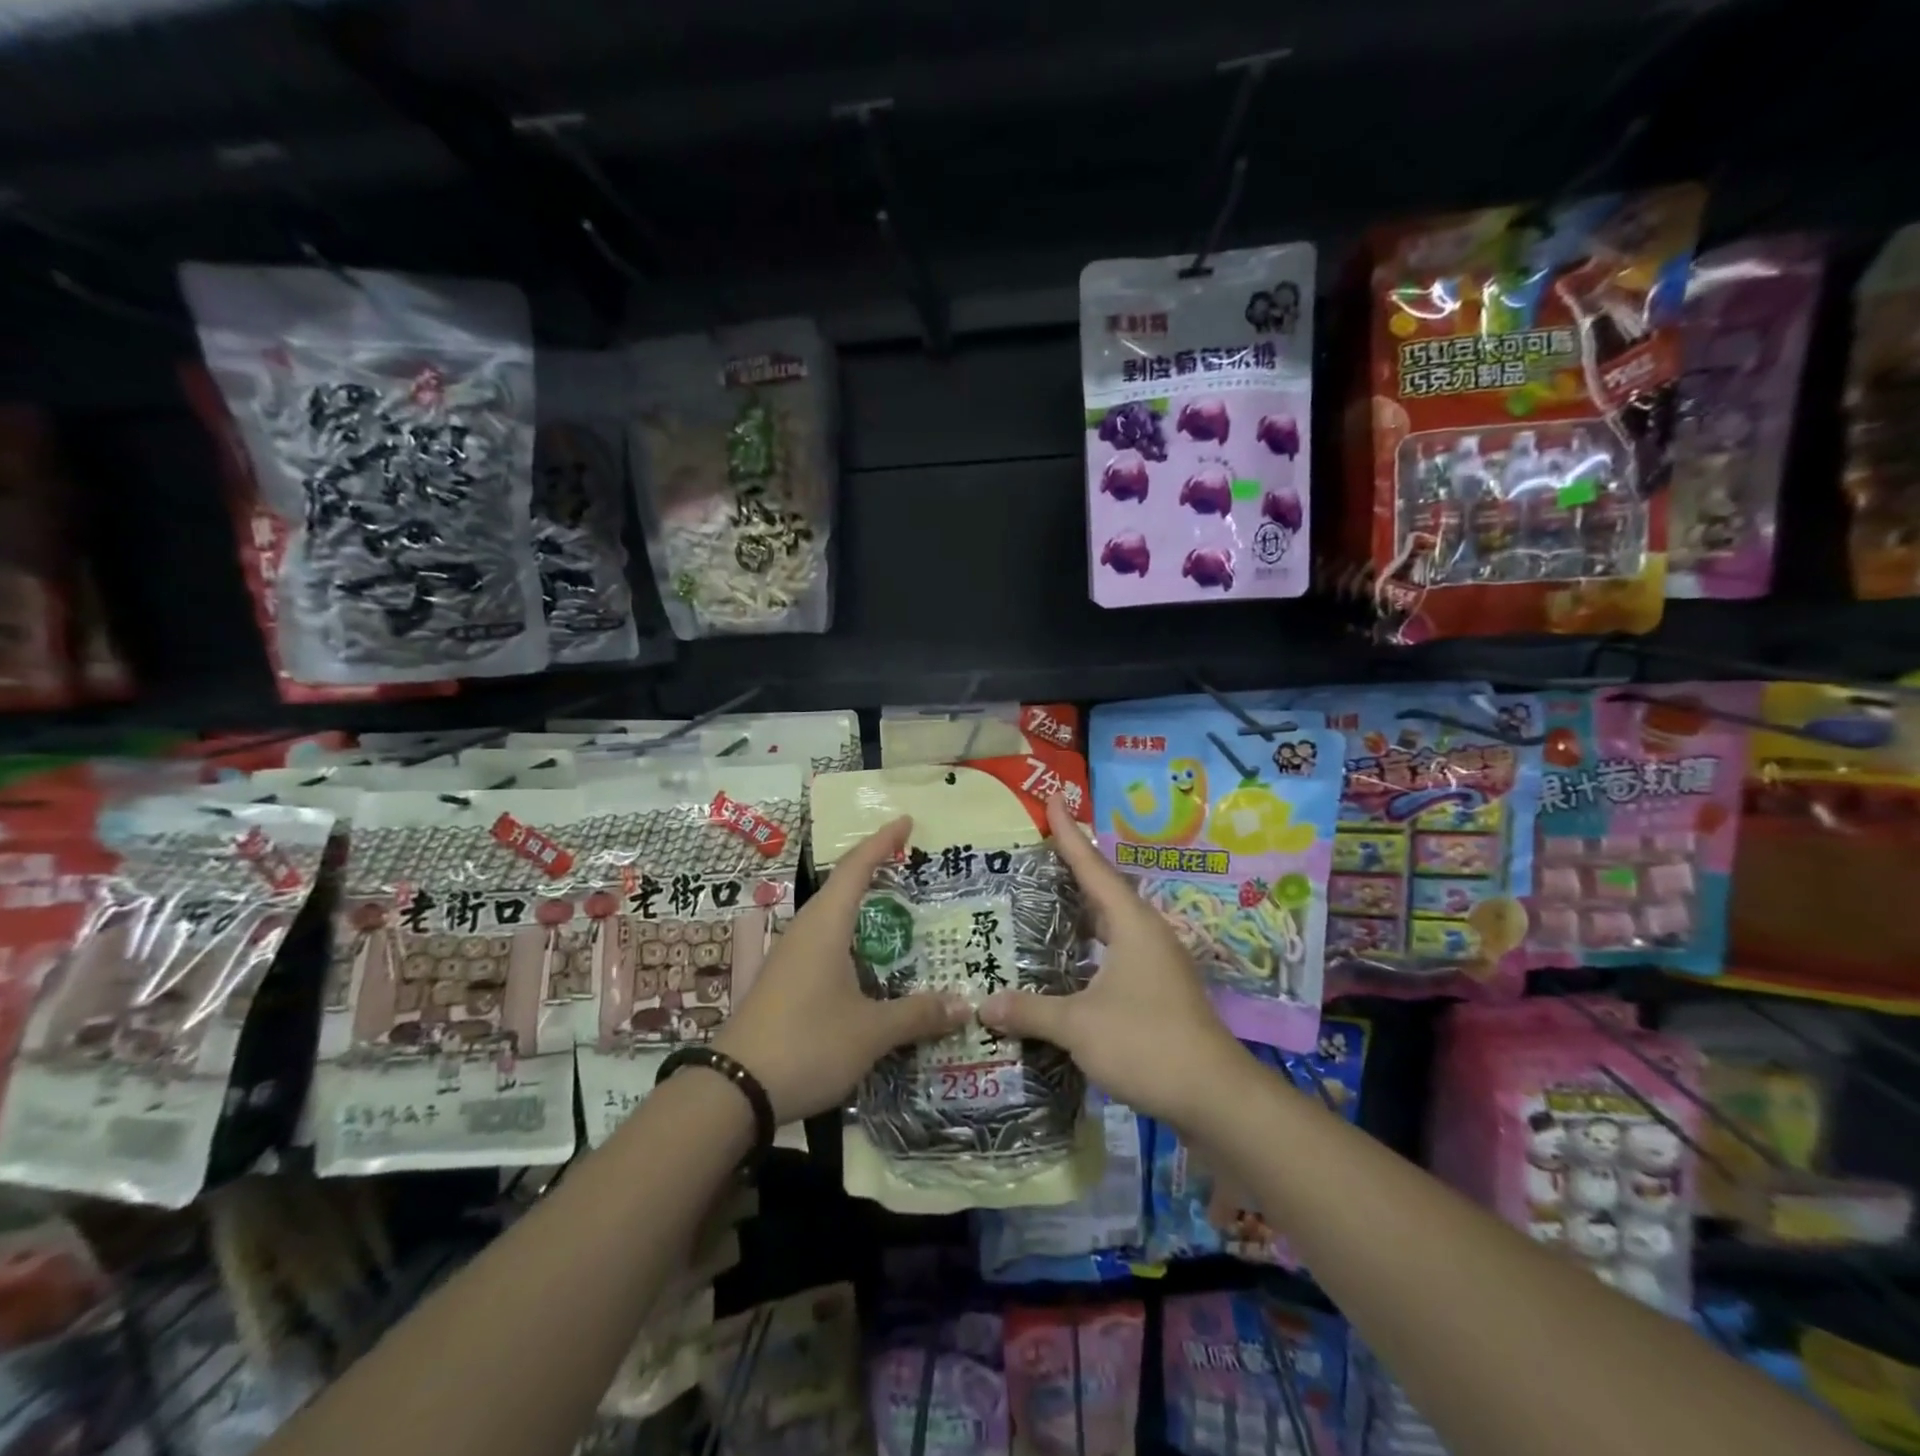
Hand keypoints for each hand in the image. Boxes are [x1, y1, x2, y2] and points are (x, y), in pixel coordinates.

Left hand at [713, 817, 970, 1122]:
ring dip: (863, 909)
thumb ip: (917, 1014)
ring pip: (832, 919)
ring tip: (897, 911)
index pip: (857, 868)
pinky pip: (824, 945)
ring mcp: (790, 957)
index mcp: (826, 925)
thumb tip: (964, 1004)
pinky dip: (852, 941)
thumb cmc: (807, 1044)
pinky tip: (868, 964)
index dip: (882, 841)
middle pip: (842, 887)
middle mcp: (805, 931)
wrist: (733, 1090)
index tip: (905, 820)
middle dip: (875, 871)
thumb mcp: (871, 1031)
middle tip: (910, 865)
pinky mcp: (783, 983)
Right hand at [979, 794, 1251, 1129]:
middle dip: (1073, 867)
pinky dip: (1091, 944)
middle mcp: (1147, 933)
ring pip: (1113, 922)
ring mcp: (1158, 962)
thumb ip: (1031, 1011)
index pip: (1092, 867)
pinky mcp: (1160, 990)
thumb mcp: (1078, 1025)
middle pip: (1104, 889)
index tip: (1054, 799)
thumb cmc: (1146, 1043)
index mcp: (1131, 924)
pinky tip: (1071, 959)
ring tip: (1048, 899)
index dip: (1070, 834)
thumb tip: (984, 1005)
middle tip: (1039, 850)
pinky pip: (1118, 950)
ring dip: (1083, 909)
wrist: (1214, 1095)